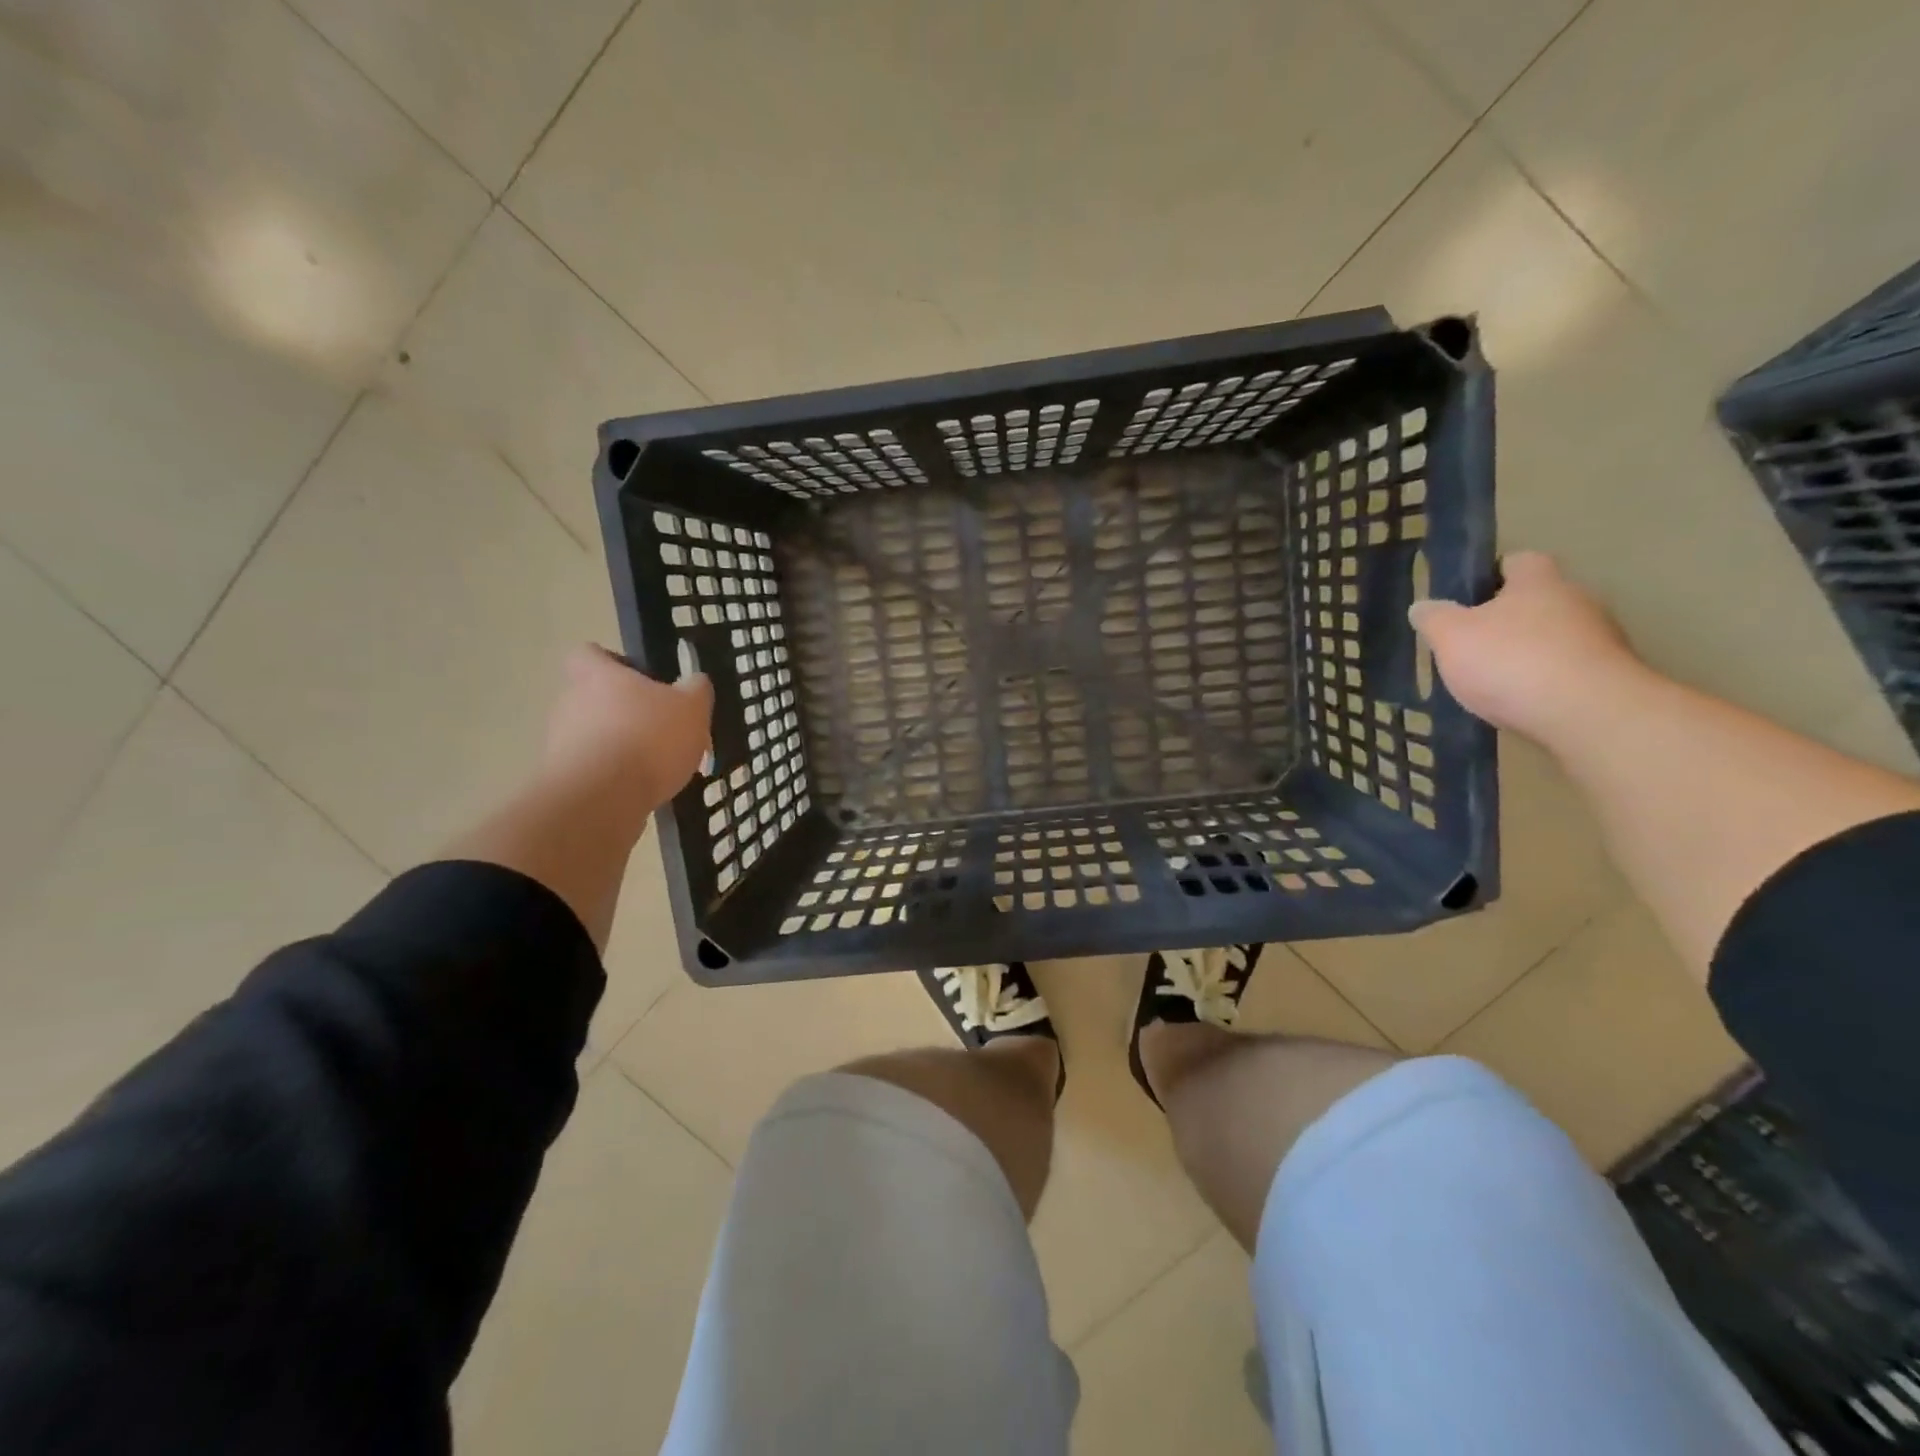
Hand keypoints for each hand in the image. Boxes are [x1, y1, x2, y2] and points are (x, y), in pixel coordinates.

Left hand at [543, 644, 712, 817]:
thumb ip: (696, 690)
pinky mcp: (561, 779)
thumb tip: (695, 681)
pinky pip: (592, 769)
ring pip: (594, 735)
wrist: (601, 800)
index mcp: (597, 676)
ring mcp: (560, 742)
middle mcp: (570, 702)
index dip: (613, 662)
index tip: (640, 679)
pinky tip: (642, 789)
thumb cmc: (648, 739)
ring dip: (621, 746)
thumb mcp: (692, 708)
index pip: (589, 653)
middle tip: (662, 729)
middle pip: (594, 697)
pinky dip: (614, 776)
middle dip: (625, 712)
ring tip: (658, 766)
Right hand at [1408, 552, 1646, 741]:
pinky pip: (1568, 670)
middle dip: (1508, 619)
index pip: (1518, 561)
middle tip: (1472, 644)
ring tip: (1494, 681)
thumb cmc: (1511, 660)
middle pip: (1538, 601)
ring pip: (1555, 637)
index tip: (1467, 599)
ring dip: (1529, 653)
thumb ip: (1433, 618)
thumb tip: (1422, 606)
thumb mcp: (1450, 636)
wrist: (1587, 713)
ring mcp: (1601, 639)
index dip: (1491, 575)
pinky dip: (1545, 681)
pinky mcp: (1610, 676)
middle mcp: (1578, 600)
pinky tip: (1522, 702)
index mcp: (1539, 582)